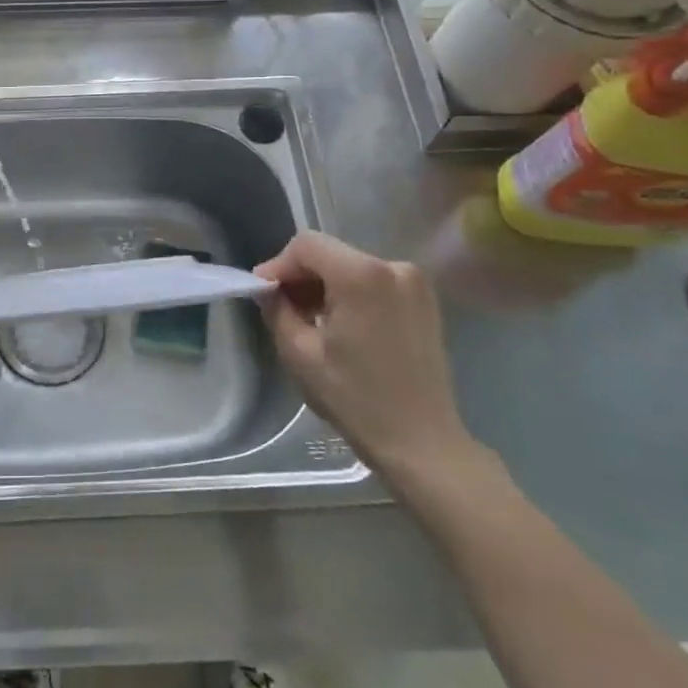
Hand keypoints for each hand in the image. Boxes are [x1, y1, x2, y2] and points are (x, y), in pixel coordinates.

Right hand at [255, 232, 480, 486]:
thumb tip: (268, 289)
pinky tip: (342, 324)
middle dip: (301, 276)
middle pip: (330, 253)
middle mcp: (393, 267)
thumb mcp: (299, 353)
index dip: (279, 265)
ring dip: (325, 285)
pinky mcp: (424, 300)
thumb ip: (277, 309)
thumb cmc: (355, 398)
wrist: (421, 443)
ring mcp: (414, 283)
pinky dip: (350, 293)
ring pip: (350, 266)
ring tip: (311, 320)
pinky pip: (373, 280)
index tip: (264, 293)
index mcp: (361, 275)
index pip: (306, 245)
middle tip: (282, 308)